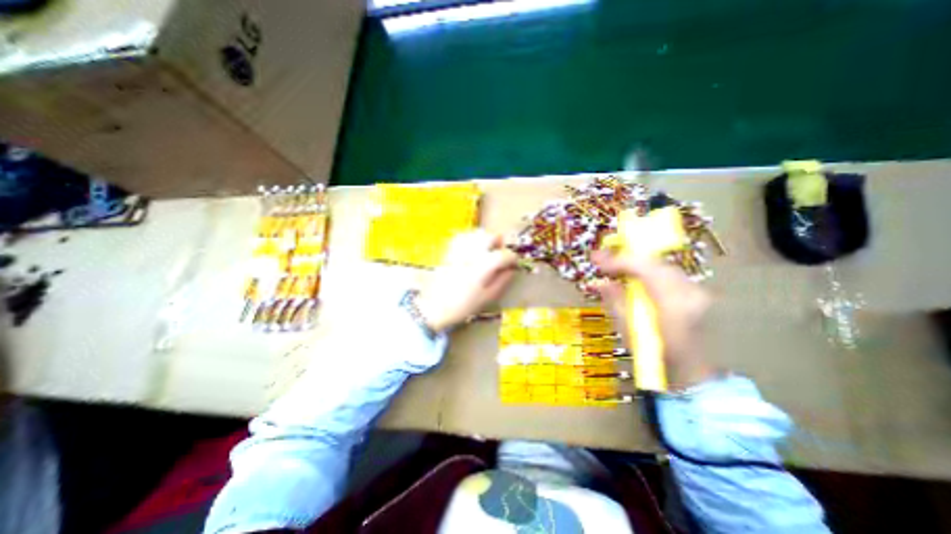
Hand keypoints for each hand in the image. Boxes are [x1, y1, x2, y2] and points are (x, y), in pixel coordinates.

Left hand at [418, 230, 519, 330]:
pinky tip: (472, 249)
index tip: (513, 264)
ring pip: (476, 233)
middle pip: (490, 236)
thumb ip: (502, 281)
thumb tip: (511, 269)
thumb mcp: (487, 297)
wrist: (434, 307)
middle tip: (499, 255)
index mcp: (484, 266)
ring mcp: (459, 250)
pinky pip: (463, 236)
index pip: (504, 255)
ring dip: (486, 239)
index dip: (512, 258)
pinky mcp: (449, 251)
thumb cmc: (463, 306)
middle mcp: (472, 253)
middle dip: (499, 243)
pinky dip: (471, 238)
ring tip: (486, 251)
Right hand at [593, 250, 717, 390]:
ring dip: (637, 264)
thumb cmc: (657, 358)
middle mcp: (690, 293)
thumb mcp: (629, 331)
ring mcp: (699, 293)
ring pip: (662, 266)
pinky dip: (650, 272)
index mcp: (672, 305)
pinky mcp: (699, 295)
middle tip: (603, 259)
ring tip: (616, 266)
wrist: (696, 375)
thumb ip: (615, 302)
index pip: (644, 269)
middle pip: (654, 263)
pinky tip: (636, 276)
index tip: (597, 259)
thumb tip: (599, 282)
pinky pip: (669, 275)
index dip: (618, 261)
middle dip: (626, 259)